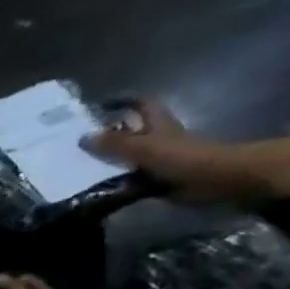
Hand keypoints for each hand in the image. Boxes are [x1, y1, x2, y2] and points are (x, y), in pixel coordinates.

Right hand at [83, 102, 250, 197]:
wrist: (209, 179)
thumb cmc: (178, 156)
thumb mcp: (141, 147)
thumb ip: (112, 143)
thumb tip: (83, 137)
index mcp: (157, 122)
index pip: (140, 104)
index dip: (123, 101)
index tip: (100, 106)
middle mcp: (156, 137)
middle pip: (130, 131)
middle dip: (109, 134)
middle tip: (80, 141)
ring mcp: (157, 158)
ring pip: (127, 155)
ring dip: (108, 160)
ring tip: (80, 166)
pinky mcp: (156, 177)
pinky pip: (129, 177)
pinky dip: (114, 181)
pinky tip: (96, 187)